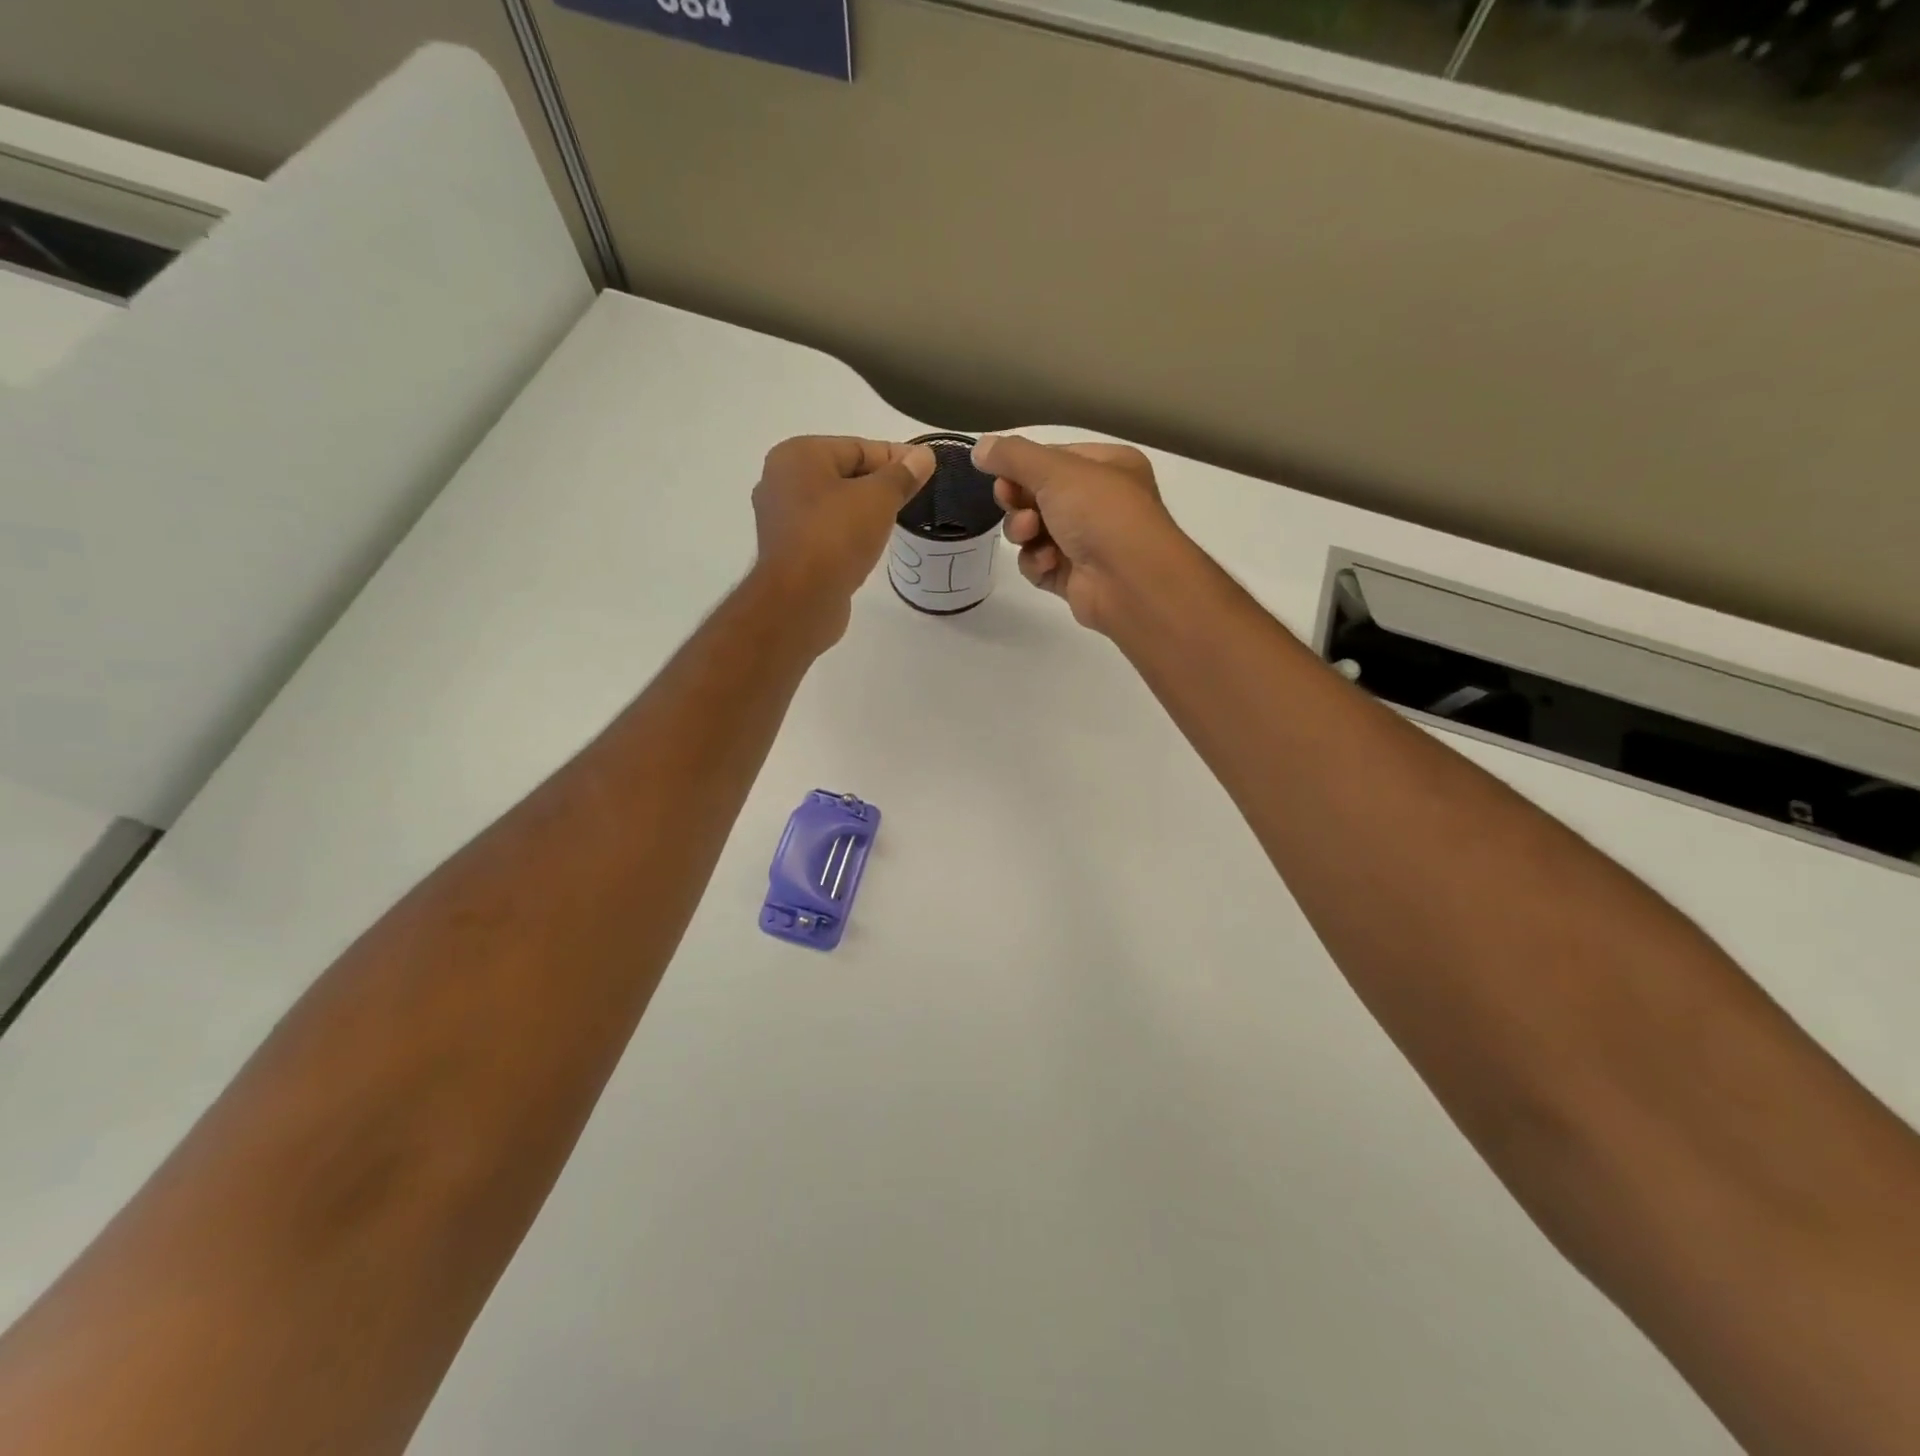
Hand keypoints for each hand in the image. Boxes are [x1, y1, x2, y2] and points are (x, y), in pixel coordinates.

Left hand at [751, 436, 934, 646]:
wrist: (800, 601)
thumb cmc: (836, 537)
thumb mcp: (879, 499)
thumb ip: (903, 475)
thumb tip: (924, 456)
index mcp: (798, 455)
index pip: (857, 447)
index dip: (896, 458)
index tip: (926, 471)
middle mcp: (780, 480)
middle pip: (843, 473)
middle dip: (879, 484)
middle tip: (914, 498)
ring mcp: (780, 518)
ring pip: (833, 505)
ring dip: (863, 511)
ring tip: (894, 523)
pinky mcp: (787, 551)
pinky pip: (825, 531)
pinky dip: (847, 534)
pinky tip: (868, 547)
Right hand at [975, 434, 1192, 634]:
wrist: (1129, 581)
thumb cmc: (1100, 512)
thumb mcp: (1055, 470)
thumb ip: (1013, 456)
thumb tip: (979, 447)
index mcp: (1107, 466)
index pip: (1053, 458)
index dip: (1023, 466)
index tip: (1001, 475)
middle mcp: (1100, 502)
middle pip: (1038, 495)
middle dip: (1019, 501)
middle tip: (1011, 502)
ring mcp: (1087, 542)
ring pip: (1034, 531)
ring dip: (1024, 532)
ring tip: (1030, 535)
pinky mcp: (1073, 578)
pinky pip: (1040, 564)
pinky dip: (1037, 562)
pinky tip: (1048, 563)